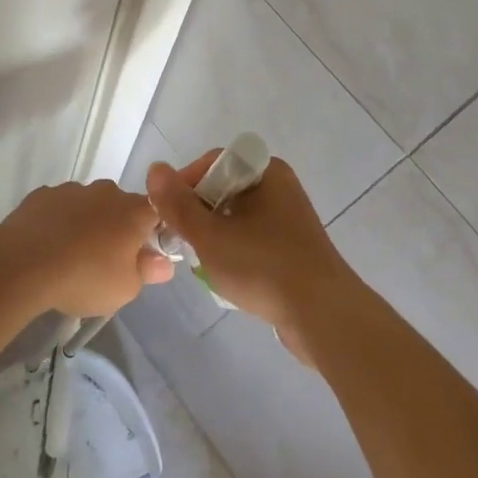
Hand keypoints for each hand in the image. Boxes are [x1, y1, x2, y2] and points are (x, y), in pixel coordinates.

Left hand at [0, 179, 173, 318]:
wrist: (23, 264)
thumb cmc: (85, 277)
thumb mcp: (125, 289)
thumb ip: (147, 272)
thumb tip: (164, 263)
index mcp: (134, 211)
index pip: (157, 212)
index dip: (152, 232)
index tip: (142, 254)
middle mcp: (107, 192)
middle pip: (120, 207)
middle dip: (117, 228)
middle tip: (105, 260)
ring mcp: (73, 189)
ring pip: (88, 204)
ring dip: (86, 223)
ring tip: (70, 255)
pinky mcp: (42, 194)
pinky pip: (59, 207)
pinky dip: (58, 221)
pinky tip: (46, 246)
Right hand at [146, 153, 358, 365]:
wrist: (322, 315)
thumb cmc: (263, 266)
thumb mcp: (211, 236)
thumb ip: (179, 205)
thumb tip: (155, 169)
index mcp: (266, 172)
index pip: (214, 162)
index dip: (185, 183)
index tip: (167, 214)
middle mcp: (279, 187)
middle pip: (224, 189)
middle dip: (198, 214)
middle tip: (180, 240)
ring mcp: (288, 219)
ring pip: (236, 217)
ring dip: (215, 236)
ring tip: (201, 261)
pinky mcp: (292, 248)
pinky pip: (252, 239)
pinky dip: (235, 252)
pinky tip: (226, 276)